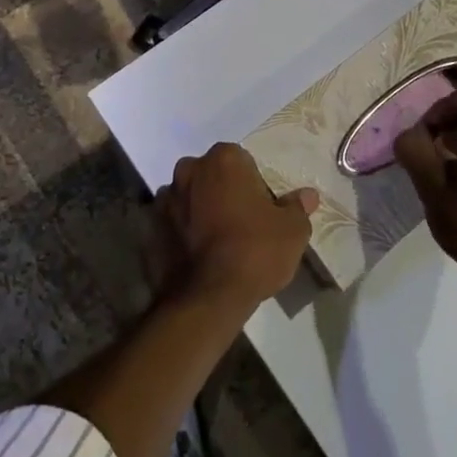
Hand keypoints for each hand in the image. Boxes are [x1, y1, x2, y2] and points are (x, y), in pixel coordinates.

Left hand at [155, 144, 318, 306]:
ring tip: (216, 244)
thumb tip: (307, 195)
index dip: (254, 186)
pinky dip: (181, 231)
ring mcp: (166, 196)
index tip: (261, 212)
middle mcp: (190, 168)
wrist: (207, 297)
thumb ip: (298, 207)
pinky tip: (196, 255)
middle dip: (223, 192)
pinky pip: (172, 221)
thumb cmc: (255, 252)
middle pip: (213, 175)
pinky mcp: (150, 225)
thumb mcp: (292, 231)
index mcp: (224, 159)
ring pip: (190, 196)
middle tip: (241, 226)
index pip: (243, 162)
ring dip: (200, 210)